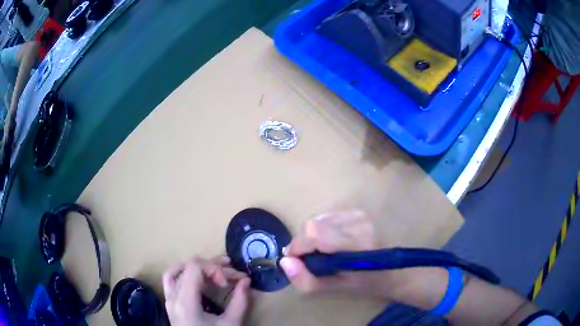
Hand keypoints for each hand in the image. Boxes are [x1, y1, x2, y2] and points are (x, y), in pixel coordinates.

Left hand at [163, 256, 250, 325]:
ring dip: (196, 267)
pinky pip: (172, 281)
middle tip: (232, 273)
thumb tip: (246, 281)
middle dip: (211, 266)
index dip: (214, 268)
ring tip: (216, 270)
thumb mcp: (231, 324)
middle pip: (187, 266)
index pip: (194, 267)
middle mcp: (173, 296)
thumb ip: (239, 301)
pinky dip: (186, 275)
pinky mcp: (170, 304)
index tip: (228, 283)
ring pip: (176, 270)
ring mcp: (169, 300)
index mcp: (185, 301)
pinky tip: (200, 281)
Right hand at [280, 211, 397, 298]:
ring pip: (318, 219)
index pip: (315, 232)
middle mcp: (358, 223)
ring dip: (312, 236)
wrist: (396, 270)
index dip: (298, 245)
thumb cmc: (367, 284)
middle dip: (303, 242)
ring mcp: (359, 215)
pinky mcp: (359, 212)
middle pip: (312, 224)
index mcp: (356, 245)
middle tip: (310, 259)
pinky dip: (322, 230)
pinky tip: (332, 242)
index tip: (295, 260)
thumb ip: (306, 280)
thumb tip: (285, 261)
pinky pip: (328, 217)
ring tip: (323, 252)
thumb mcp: (335, 289)